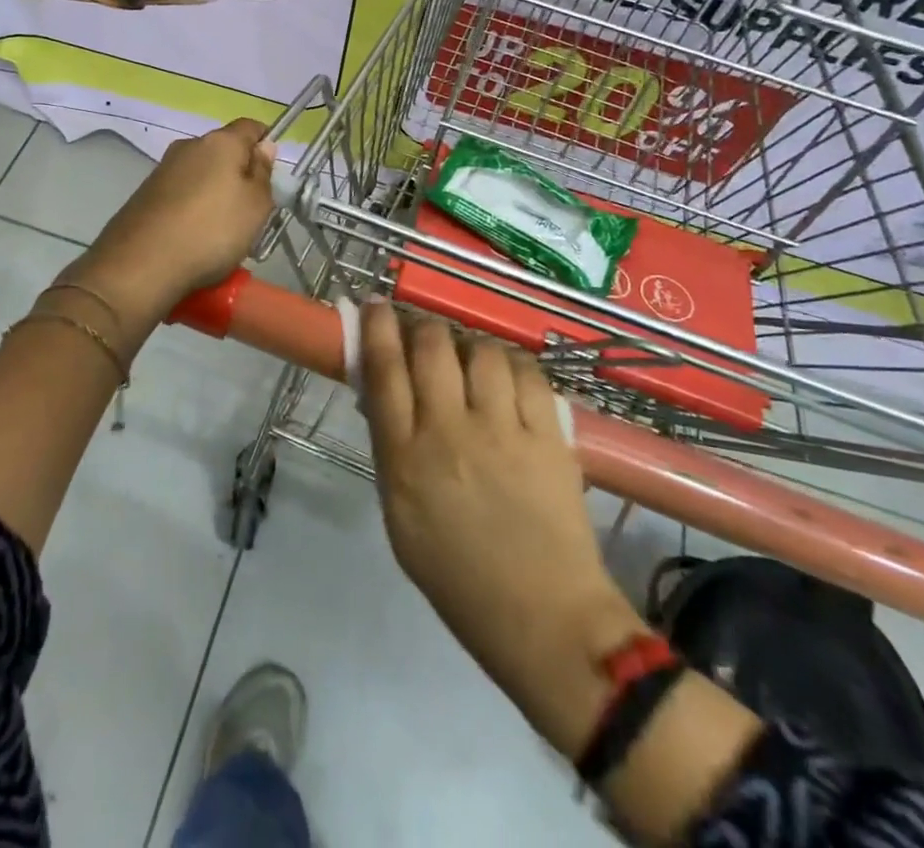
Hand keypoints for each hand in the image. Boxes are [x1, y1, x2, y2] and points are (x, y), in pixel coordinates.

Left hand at [71, 118, 276, 319]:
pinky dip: (192, 208)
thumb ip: (263, 173)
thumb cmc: (212, 231)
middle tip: (251, 210)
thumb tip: (264, 146)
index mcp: (220, 141)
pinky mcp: (145, 194)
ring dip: (215, 193)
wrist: (140, 266)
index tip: (272, 175)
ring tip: (222, 230)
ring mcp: (163, 169)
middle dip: (240, 173)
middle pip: (224, 150)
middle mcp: (189, 146)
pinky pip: (181, 193)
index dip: (266, 144)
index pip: (251, 127)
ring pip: (201, 173)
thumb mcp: (256, 206)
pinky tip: (194, 237)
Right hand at [360, 304, 645, 756]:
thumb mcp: (401, 516)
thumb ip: (393, 450)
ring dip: (471, 346)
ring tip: (472, 360)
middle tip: (424, 333)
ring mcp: (503, 431)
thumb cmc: (459, 577)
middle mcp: (449, 433)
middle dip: (423, 326)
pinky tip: (509, 377)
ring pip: (481, 351)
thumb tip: (386, 393)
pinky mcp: (548, 435)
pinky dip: (513, 365)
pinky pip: (527, 373)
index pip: (383, 371)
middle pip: (431, 346)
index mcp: (405, 460)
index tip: (375, 305)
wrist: (544, 619)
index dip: (376, 328)